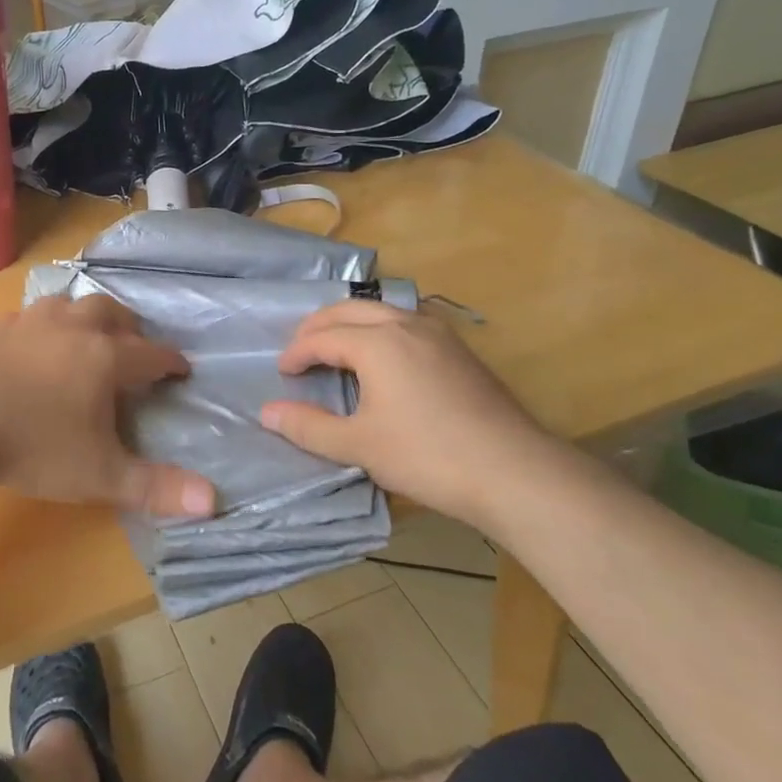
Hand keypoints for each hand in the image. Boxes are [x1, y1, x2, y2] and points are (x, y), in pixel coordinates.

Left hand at [0, 295, 215, 518]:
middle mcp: (73, 329)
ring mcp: (31, 324)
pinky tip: (32, 343)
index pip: (152, 353)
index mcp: (106, 357)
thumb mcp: (100, 475)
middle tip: (134, 346)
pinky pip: (28, 316)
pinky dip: (42, 326)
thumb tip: (213, 501)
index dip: (171, 361)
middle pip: (111, 313)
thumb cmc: (36, 447)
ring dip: (85, 316)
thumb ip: (156, 487)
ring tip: (86, 335)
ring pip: (68, 304)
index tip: (182, 369)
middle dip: (129, 327)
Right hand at [261, 301, 560, 528]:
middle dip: (318, 326)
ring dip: (351, 323)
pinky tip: (384, 360)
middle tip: (300, 350)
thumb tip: (267, 412)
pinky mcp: (460, 350)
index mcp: (377, 342)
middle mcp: (405, 324)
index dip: (297, 352)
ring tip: (336, 348)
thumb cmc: (427, 456)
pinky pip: (406, 323)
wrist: (514, 471)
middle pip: (349, 309)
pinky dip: (380, 330)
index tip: (283, 373)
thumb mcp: (359, 445)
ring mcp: (438, 333)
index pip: (322, 337)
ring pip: (382, 310)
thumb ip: (309, 427)